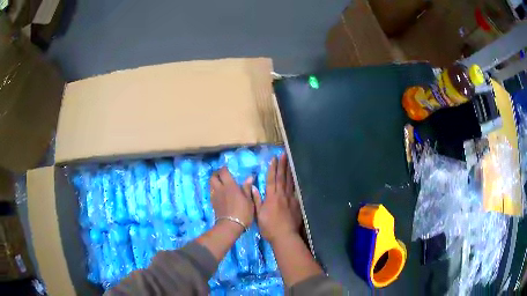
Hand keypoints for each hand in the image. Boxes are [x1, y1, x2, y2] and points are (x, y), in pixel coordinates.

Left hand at [210, 167, 254, 227]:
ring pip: (211, 185)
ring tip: (221, 184)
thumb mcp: (249, 200)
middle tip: (222, 176)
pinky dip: (215, 190)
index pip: (223, 172)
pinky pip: (212, 193)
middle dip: (216, 174)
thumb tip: (249, 177)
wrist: (230, 226)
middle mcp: (220, 188)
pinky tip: (221, 194)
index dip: (224, 169)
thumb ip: (247, 188)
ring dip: (215, 182)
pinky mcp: (213, 203)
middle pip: (213, 177)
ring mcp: (215, 196)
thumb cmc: (243, 212)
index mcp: (229, 185)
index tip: (227, 169)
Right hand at [253, 154, 301, 242]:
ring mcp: (291, 199)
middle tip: (284, 154)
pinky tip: (295, 179)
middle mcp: (282, 195)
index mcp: (271, 197)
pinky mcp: (297, 204)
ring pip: (290, 182)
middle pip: (282, 178)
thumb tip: (253, 187)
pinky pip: (295, 190)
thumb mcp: (258, 215)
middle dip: (282, 165)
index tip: (273, 158)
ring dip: (289, 171)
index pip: (272, 179)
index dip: (272, 168)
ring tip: (290, 162)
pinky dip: (295, 183)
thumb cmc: (269, 227)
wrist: (285, 236)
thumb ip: (256, 200)